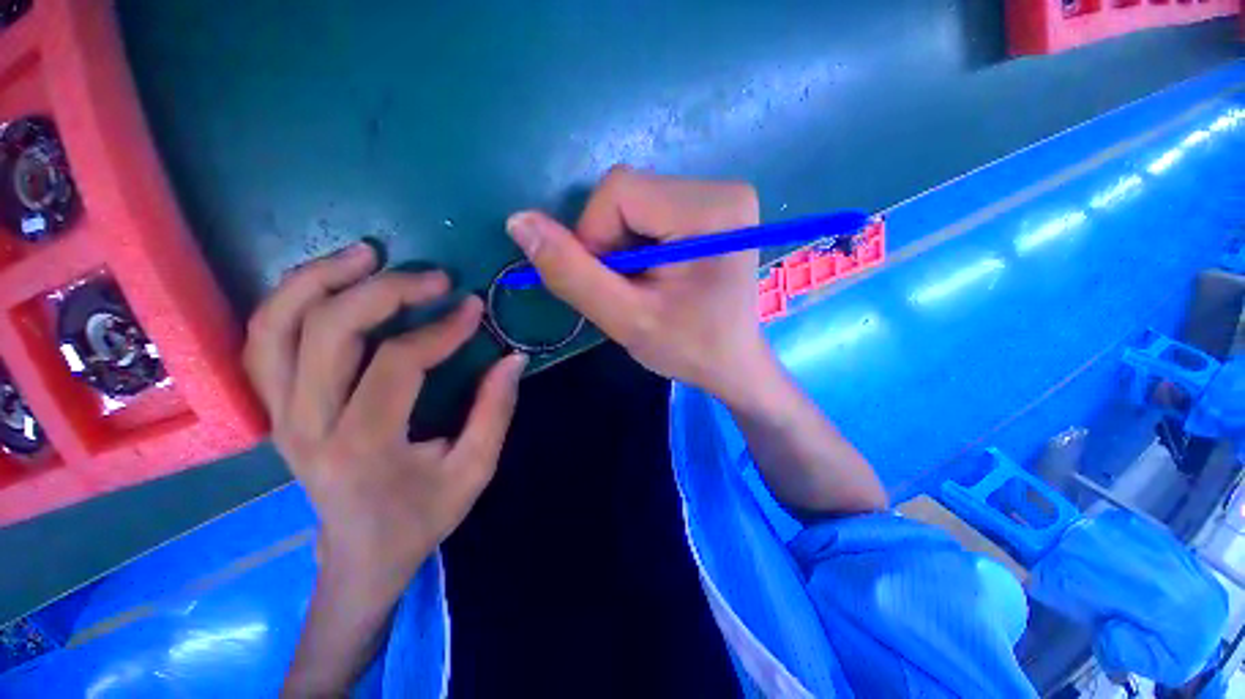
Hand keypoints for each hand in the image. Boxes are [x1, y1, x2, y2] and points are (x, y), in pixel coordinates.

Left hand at [243, 243, 525, 595]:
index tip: (473, 309)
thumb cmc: (421, 518)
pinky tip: (328, 282)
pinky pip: (263, 341)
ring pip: (274, 327)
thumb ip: (495, 411)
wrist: (359, 557)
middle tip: (432, 277)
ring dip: (319, 280)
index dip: (441, 329)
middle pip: (326, 332)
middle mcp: (307, 426)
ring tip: (367, 254)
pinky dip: (290, 301)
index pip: (396, 364)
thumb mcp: (474, 471)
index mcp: (363, 447)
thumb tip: (512, 358)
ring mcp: (280, 415)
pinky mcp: (275, 410)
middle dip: (384, 291)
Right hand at [505, 167, 767, 405]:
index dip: (594, 237)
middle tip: (629, 290)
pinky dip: (636, 242)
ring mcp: (719, 195)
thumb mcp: (627, 319)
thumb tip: (518, 221)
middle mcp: (721, 189)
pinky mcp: (711, 208)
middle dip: (610, 243)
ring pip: (633, 201)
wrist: (733, 363)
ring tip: (644, 285)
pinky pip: (649, 210)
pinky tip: (655, 273)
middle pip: (626, 192)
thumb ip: (571, 273)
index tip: (610, 284)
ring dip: (621, 245)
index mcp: (711, 210)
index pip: (618, 190)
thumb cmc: (689, 349)